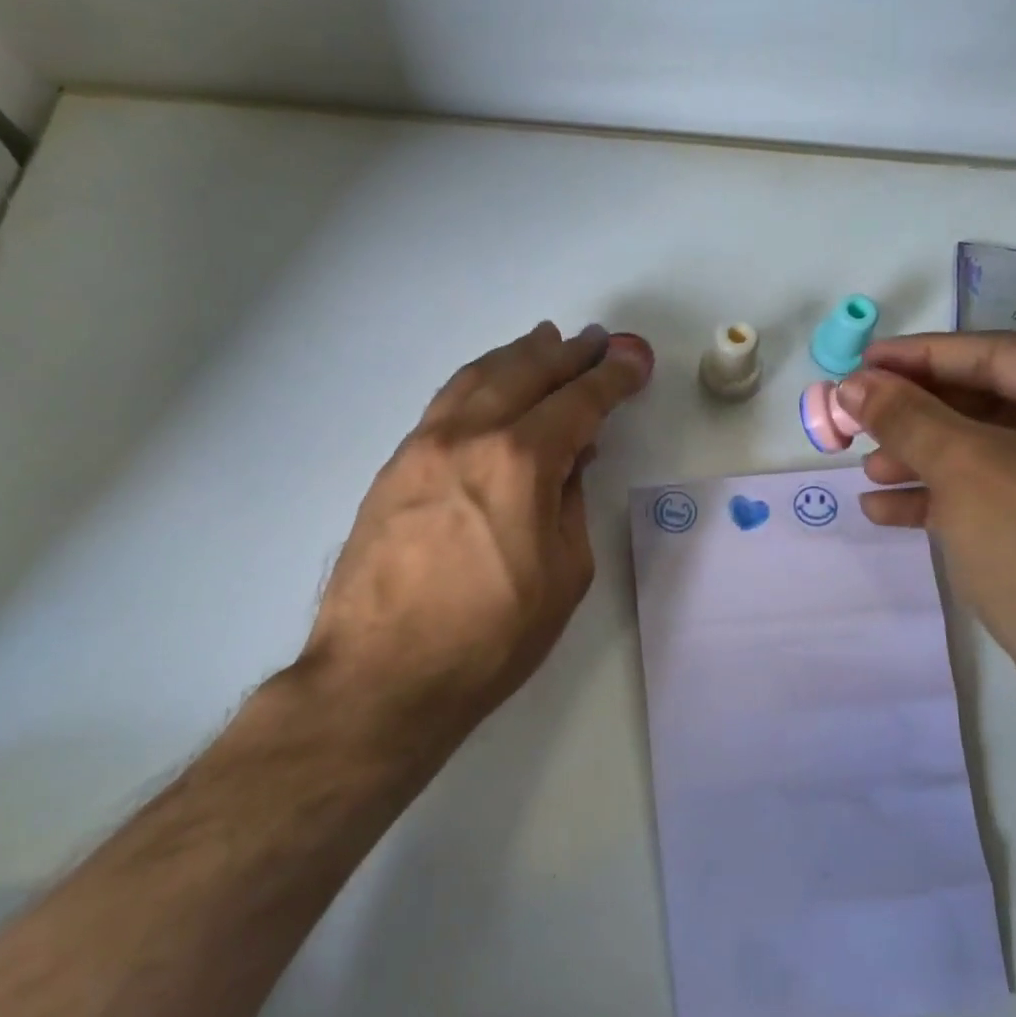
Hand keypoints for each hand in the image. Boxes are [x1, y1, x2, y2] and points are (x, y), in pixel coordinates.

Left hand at [296, 322, 652, 780]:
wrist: (382, 675)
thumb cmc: (490, 637)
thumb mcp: (564, 574)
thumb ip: (570, 503)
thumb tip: (569, 459)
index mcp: (520, 462)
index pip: (578, 402)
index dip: (612, 376)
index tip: (633, 357)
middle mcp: (469, 437)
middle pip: (525, 373)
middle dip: (567, 354)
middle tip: (595, 341)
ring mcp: (422, 447)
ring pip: (477, 378)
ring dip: (517, 356)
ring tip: (545, 342)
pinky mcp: (394, 467)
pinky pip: (444, 404)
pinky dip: (477, 382)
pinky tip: (489, 385)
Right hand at [838, 331, 1015, 730]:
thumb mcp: (967, 471)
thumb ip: (907, 417)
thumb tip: (853, 382)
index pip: (996, 355)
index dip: (920, 356)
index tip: (860, 364)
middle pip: (987, 403)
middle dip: (915, 415)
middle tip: (855, 418)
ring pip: (984, 452)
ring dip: (920, 458)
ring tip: (866, 471)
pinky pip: (992, 495)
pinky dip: (940, 499)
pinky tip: (886, 511)